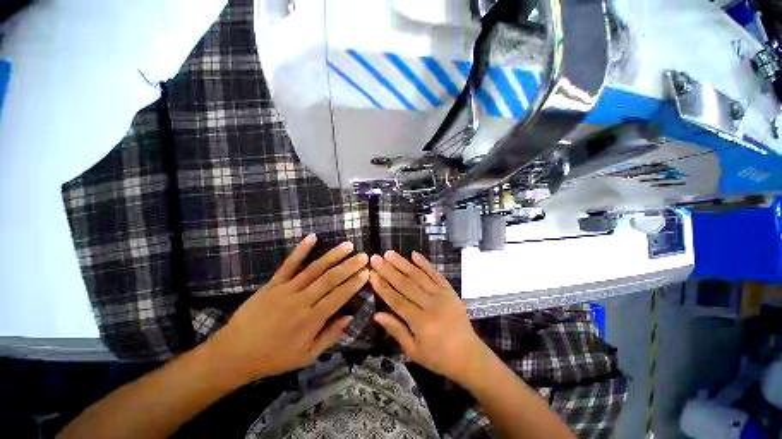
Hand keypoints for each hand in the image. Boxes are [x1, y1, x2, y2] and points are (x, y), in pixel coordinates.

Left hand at [207, 235, 368, 384]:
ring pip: (314, 269)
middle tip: (363, 256)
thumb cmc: (274, 358)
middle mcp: (302, 301)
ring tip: (348, 245)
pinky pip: (289, 264)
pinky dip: (301, 250)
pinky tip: (312, 237)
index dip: (354, 284)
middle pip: (330, 279)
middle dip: (349, 266)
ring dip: (333, 256)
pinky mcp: (273, 284)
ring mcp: (286, 290)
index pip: (339, 297)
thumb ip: (330, 336)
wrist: (234, 354)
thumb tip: (350, 317)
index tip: (366, 272)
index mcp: (311, 320)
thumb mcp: (306, 357)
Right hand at [369, 251, 490, 385]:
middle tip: (375, 258)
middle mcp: (430, 305)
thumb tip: (376, 314)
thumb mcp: (413, 351)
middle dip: (388, 270)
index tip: (371, 273)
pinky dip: (425, 263)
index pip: (396, 300)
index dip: (382, 286)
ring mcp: (442, 295)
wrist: (469, 356)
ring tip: (389, 253)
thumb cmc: (438, 358)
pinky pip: (435, 274)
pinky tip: (414, 254)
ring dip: (403, 263)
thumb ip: (396, 330)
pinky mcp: (450, 290)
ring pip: (419, 276)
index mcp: (420, 322)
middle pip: (405, 284)